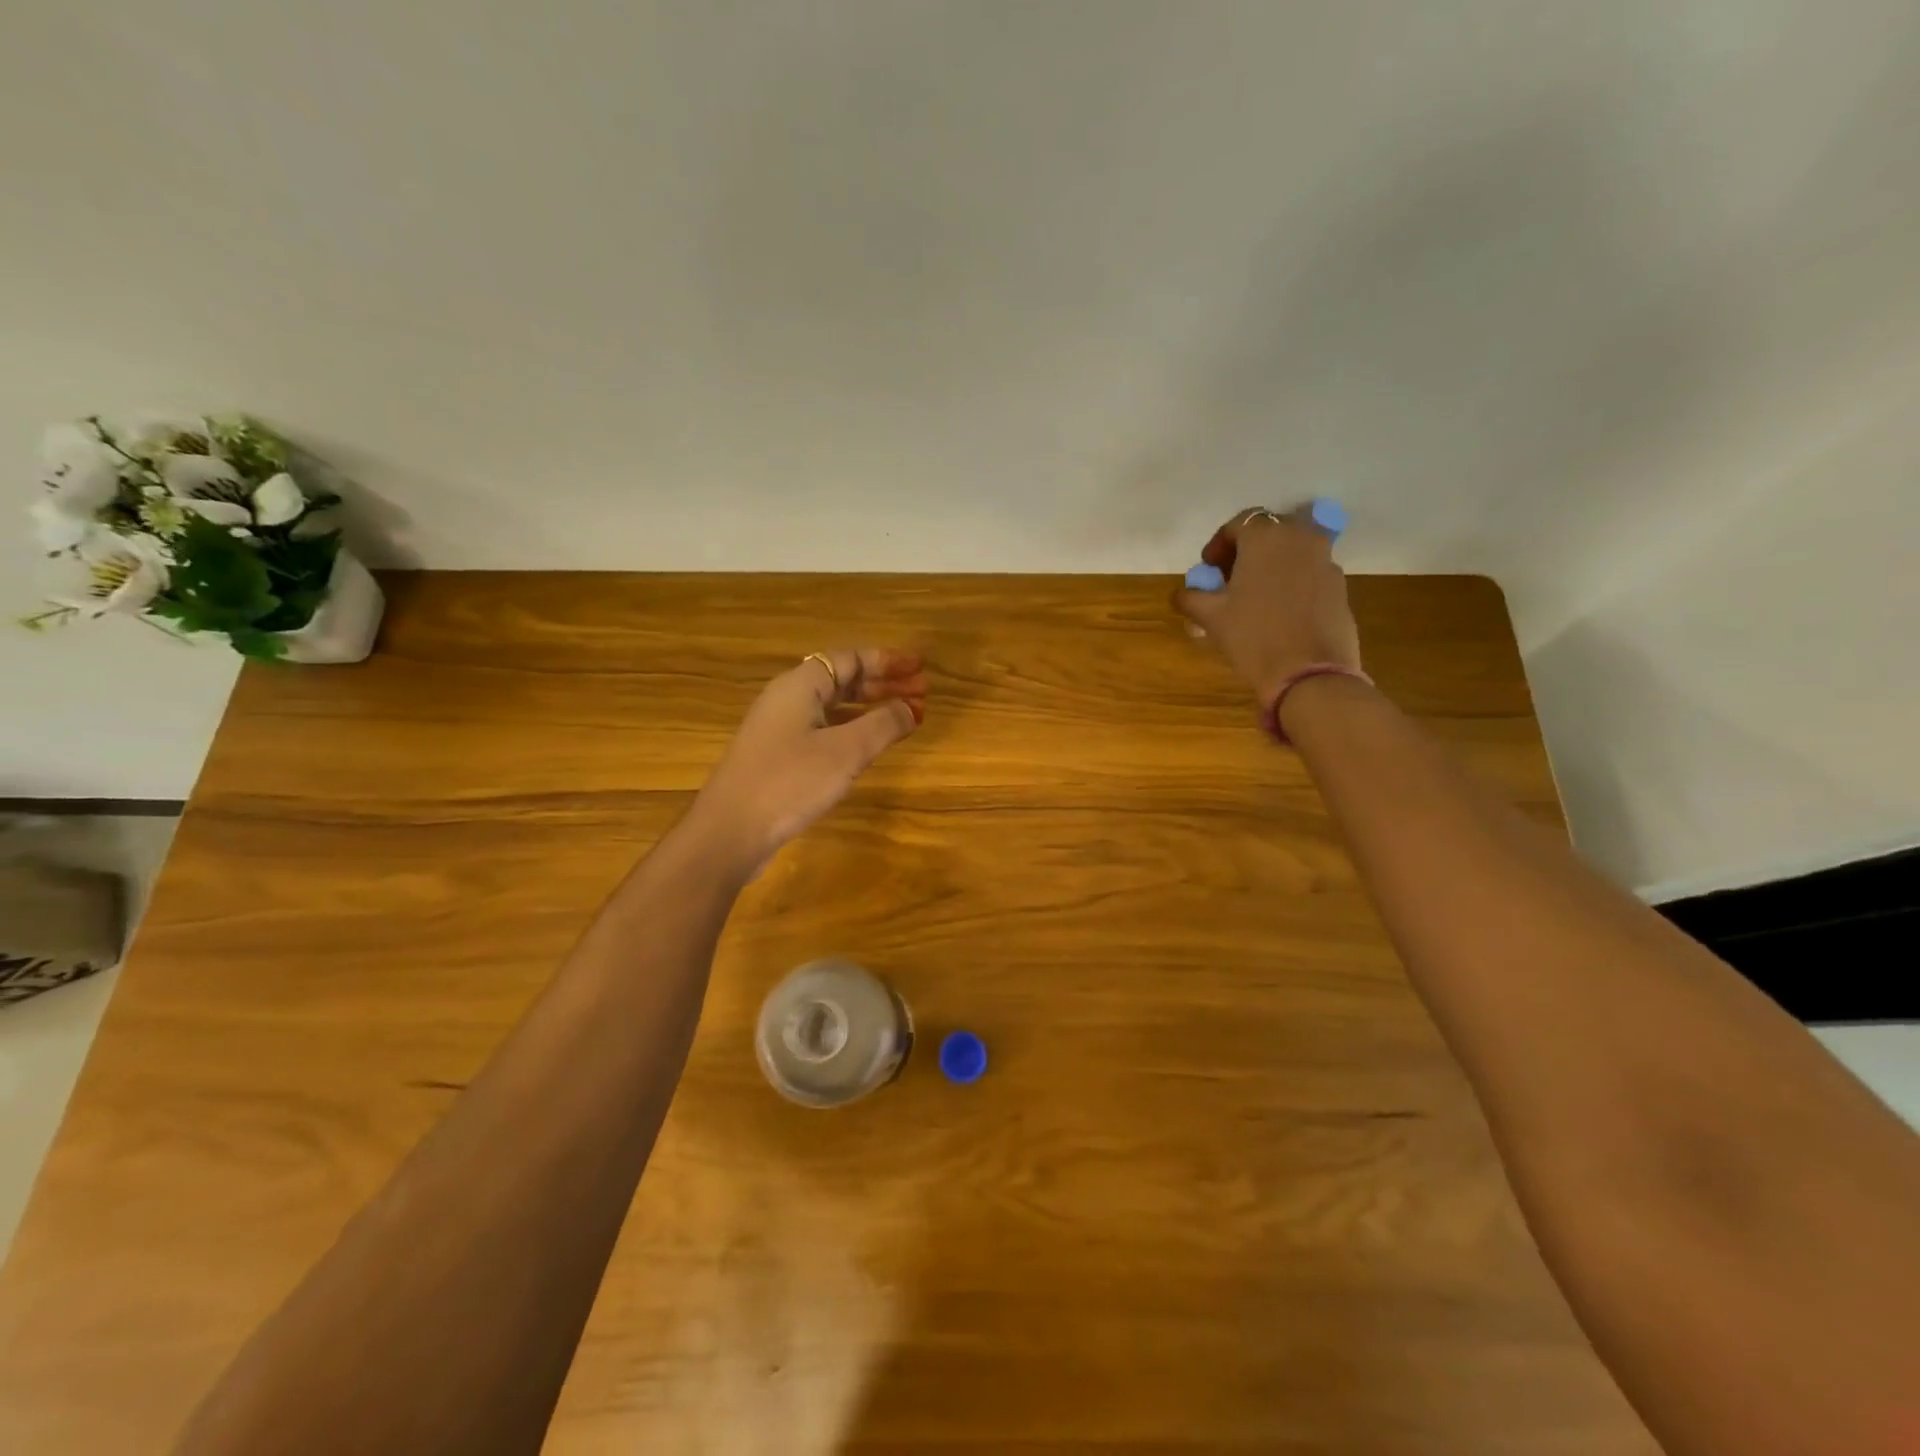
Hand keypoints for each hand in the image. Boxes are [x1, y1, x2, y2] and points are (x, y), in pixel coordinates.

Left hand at [691, 647, 926, 874]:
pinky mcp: (779, 756)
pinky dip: (854, 730)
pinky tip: (871, 745)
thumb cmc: (790, 781)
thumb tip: (911, 708)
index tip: (920, 667)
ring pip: (835, 707)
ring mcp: (781, 729)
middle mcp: (788, 699)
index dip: (888, 661)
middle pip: (843, 680)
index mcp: (800, 685)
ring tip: (906, 717)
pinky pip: (825, 729)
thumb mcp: (846, 751)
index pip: (850, 658)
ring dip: (871, 708)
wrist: (730, 830)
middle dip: (884, 684)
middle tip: (923, 693)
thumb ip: (883, 725)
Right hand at [1174, 507, 1362, 705]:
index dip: (1220, 544)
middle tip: (1231, 578)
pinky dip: (1293, 581)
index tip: (1209, 569)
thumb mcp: (1211, 617)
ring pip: (1294, 550)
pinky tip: (1280, 611)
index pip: (1240, 523)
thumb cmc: (1253, 636)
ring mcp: (1326, 561)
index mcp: (1266, 537)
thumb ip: (1191, 597)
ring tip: (1256, 596)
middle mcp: (1301, 538)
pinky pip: (1310, 572)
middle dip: (1249, 550)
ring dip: (1273, 564)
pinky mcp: (1340, 586)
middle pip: (1271, 531)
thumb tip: (1183, 593)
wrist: (1309, 673)